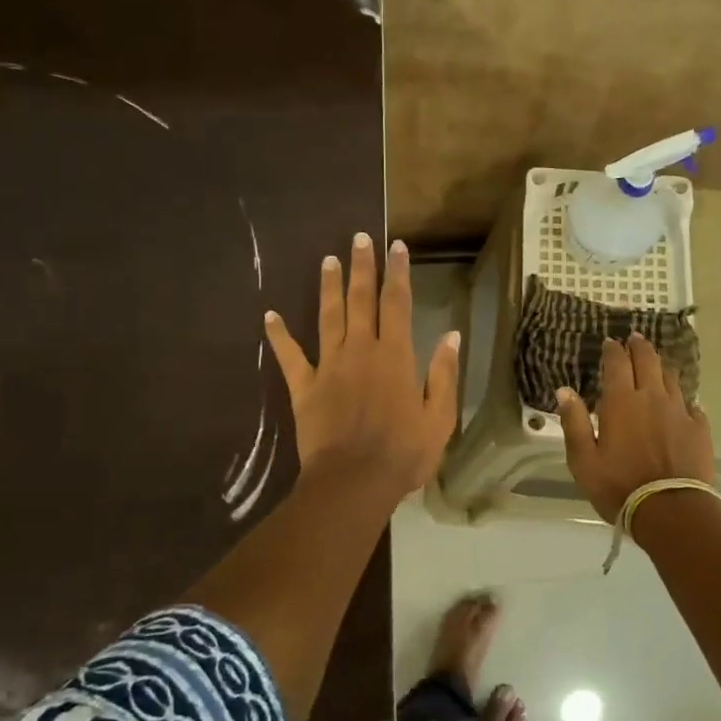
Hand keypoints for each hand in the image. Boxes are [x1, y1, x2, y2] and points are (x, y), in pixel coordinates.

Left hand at [264, 233, 460, 504]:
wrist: (354, 482)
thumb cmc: (403, 453)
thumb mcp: (439, 417)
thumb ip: (444, 373)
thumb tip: (450, 334)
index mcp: (395, 355)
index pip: (397, 303)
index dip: (397, 273)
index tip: (396, 246)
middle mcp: (360, 350)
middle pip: (360, 300)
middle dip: (362, 267)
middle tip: (359, 238)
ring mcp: (329, 366)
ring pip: (328, 317)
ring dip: (328, 287)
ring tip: (328, 259)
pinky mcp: (304, 387)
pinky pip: (290, 356)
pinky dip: (279, 336)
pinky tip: (270, 316)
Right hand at [556, 333, 715, 523]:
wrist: (671, 510)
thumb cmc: (618, 486)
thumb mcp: (583, 460)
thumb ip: (574, 422)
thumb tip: (564, 390)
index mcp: (621, 401)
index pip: (617, 363)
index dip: (613, 349)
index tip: (610, 342)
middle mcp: (652, 397)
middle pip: (648, 360)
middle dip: (639, 346)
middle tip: (634, 339)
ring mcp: (679, 411)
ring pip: (671, 377)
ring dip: (661, 366)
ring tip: (656, 363)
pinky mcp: (699, 428)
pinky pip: (692, 404)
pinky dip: (683, 398)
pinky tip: (682, 402)